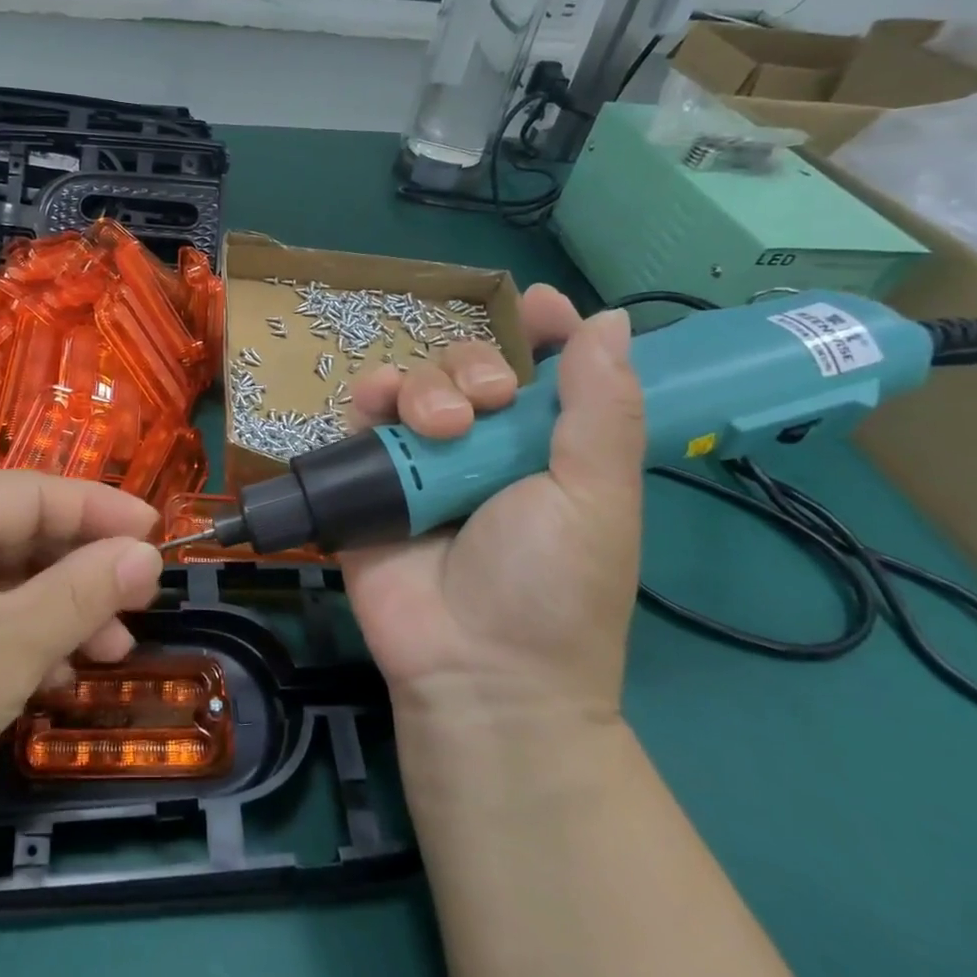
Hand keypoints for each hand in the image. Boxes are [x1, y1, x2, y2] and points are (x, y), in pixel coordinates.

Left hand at [0, 471, 163, 850]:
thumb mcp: (13, 647)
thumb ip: (86, 591)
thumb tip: (149, 554)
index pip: (37, 492)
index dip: (103, 510)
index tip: (158, 534)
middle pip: (22, 533)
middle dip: (82, 573)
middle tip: (137, 607)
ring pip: (5, 575)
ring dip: (59, 610)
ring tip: (108, 652)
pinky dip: (20, 633)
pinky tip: (53, 674)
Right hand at [341, 285, 644, 725]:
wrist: (475, 669)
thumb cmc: (552, 587)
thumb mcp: (597, 497)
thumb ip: (601, 408)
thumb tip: (613, 320)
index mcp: (547, 448)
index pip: (546, 370)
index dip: (545, 332)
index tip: (537, 307)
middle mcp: (484, 446)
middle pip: (471, 366)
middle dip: (477, 366)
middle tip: (488, 403)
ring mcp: (424, 460)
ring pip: (417, 381)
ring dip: (427, 384)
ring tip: (439, 426)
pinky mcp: (371, 476)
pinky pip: (363, 415)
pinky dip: (370, 397)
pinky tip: (379, 404)